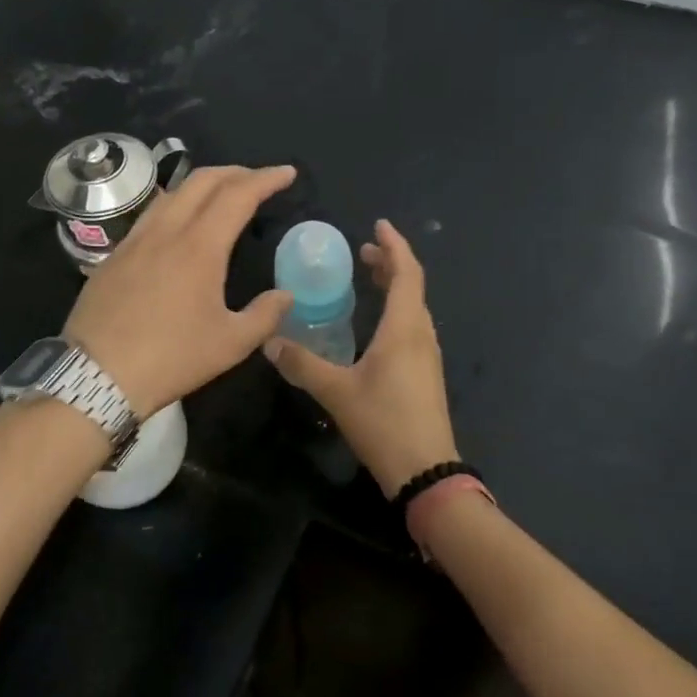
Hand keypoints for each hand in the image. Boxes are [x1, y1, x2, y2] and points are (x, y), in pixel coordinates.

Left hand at [63, 164, 297, 415]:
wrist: (97, 374)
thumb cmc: (171, 358)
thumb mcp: (230, 344)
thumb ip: (264, 316)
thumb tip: (285, 296)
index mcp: (199, 247)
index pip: (238, 195)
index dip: (265, 179)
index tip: (286, 173)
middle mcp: (166, 231)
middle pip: (202, 181)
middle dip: (235, 172)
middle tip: (257, 180)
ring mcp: (134, 240)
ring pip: (171, 193)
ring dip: (202, 185)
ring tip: (220, 195)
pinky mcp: (113, 256)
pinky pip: (149, 215)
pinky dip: (174, 204)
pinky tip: (177, 223)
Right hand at [264, 219, 458, 497]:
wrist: (425, 471)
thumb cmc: (384, 423)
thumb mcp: (336, 392)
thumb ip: (303, 364)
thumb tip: (269, 343)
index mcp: (404, 328)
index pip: (406, 273)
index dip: (395, 246)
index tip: (378, 225)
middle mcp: (421, 334)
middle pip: (412, 286)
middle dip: (390, 263)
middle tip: (363, 252)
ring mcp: (427, 355)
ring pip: (414, 307)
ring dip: (395, 286)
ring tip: (369, 278)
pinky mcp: (425, 374)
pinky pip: (412, 326)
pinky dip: (396, 309)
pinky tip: (375, 325)